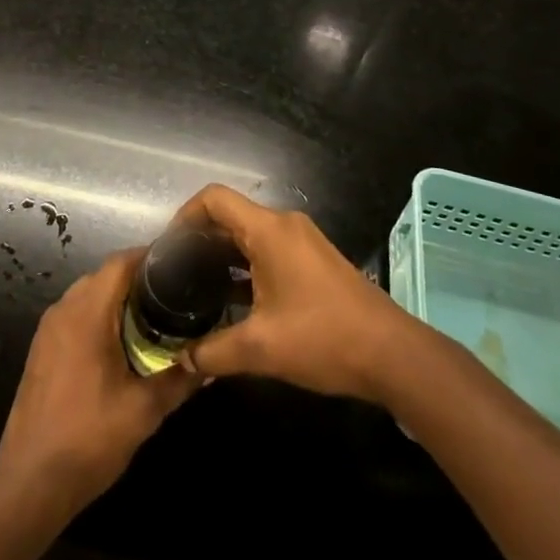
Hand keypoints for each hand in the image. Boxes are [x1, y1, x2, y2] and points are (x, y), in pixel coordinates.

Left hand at [0, 249, 198, 513]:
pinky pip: (75, 315)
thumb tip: (210, 362)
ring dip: (118, 299)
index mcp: (86, 312)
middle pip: (105, 275)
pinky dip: (100, 316)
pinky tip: (121, 344)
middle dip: (139, 279)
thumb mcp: (143, 411)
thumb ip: (179, 380)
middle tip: (174, 295)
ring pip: (89, 294)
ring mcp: (48, 329)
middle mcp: (63, 309)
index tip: (181, 265)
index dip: (151, 257)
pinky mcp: (42, 349)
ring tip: (153, 317)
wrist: (29, 485)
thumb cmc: (88, 439)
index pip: (121, 262)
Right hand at [173, 184, 413, 402]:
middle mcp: (284, 225)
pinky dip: (245, 265)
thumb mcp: (261, 349)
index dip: (185, 215)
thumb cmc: (323, 338)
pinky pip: (268, 249)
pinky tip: (233, 301)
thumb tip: (183, 360)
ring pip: (250, 234)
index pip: (214, 200)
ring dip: (223, 255)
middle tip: (175, 273)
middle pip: (230, 215)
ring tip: (197, 287)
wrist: (391, 354)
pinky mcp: (313, 260)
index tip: (168, 248)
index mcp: (268, 230)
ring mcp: (302, 240)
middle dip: (200, 239)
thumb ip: (214, 352)